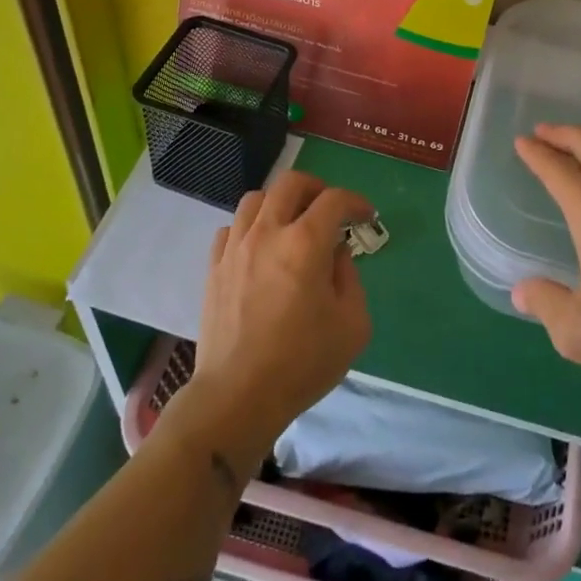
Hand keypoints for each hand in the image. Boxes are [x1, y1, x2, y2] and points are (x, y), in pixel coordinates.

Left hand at [176, 171, 373, 472]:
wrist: (238, 396)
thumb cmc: (303, 363)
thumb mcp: (352, 324)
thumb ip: (349, 277)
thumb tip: (335, 254)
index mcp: (306, 243)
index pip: (334, 199)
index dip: (355, 202)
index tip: (366, 217)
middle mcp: (268, 233)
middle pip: (290, 183)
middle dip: (317, 188)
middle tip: (329, 210)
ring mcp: (236, 248)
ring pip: (255, 199)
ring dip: (280, 203)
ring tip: (292, 224)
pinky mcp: (214, 267)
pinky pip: (232, 228)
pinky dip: (251, 228)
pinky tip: (260, 249)